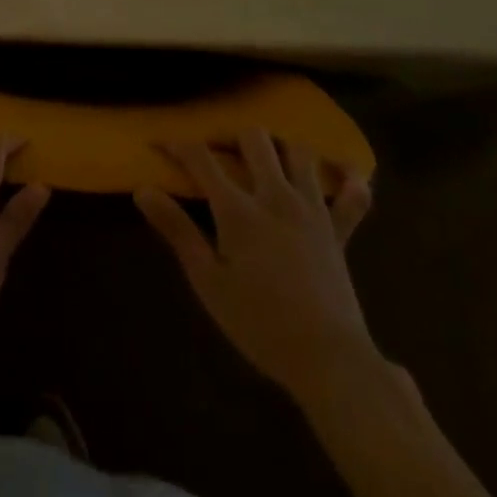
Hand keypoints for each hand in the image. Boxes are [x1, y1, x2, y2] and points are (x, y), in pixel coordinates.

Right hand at [135, 128, 373, 396]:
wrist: (328, 359)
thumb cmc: (259, 324)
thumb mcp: (208, 282)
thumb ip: (177, 231)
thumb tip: (142, 190)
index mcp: (238, 209)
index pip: (201, 159)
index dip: (178, 146)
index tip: (161, 143)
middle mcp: (275, 194)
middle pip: (253, 138)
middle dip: (231, 137)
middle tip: (218, 153)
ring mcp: (312, 207)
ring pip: (299, 151)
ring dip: (280, 148)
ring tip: (267, 160)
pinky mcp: (339, 228)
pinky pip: (353, 195)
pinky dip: (349, 180)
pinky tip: (343, 175)